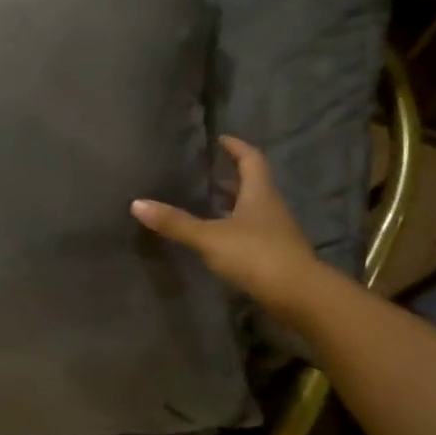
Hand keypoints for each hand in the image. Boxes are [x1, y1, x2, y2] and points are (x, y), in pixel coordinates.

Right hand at [131, 136, 330, 323]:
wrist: (298, 295)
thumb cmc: (256, 255)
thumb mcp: (210, 237)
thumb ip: (176, 222)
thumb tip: (137, 203)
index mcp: (259, 193)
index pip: (250, 159)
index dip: (236, 147)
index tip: (220, 139)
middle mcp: (271, 207)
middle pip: (253, 184)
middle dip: (231, 177)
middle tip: (207, 173)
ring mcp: (276, 233)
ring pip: (253, 210)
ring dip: (233, 204)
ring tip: (207, 204)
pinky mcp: (275, 256)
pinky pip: (253, 233)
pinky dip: (235, 229)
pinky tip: (219, 239)